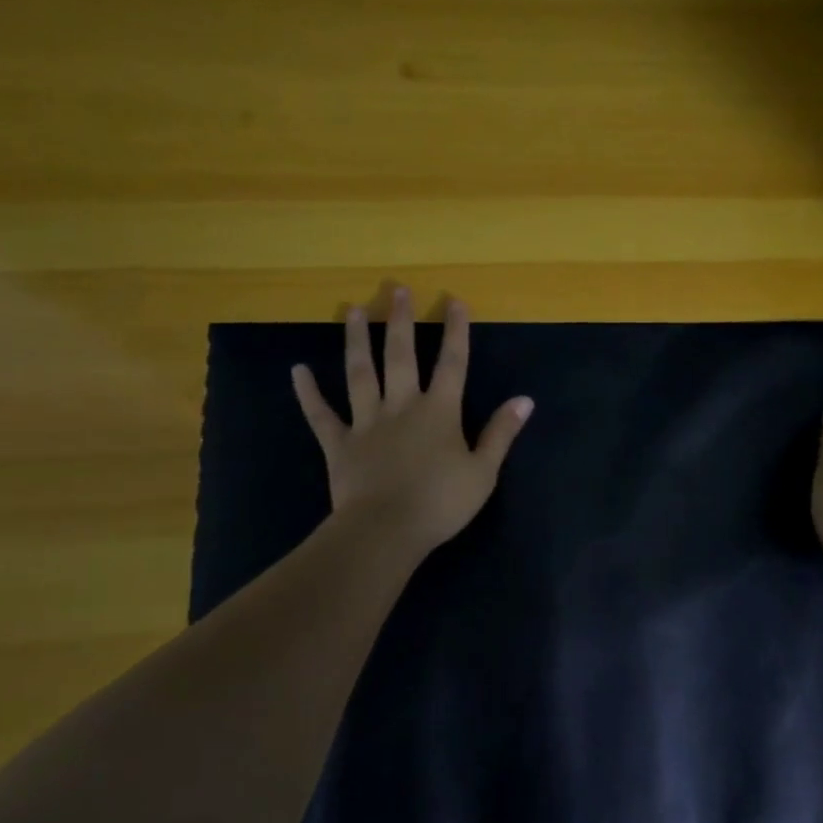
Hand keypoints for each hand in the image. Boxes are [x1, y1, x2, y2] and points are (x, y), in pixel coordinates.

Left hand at [292, 285, 533, 556]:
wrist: (386, 531)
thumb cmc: (440, 503)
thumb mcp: (483, 471)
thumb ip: (501, 433)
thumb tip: (525, 400)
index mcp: (439, 412)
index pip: (452, 363)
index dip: (456, 332)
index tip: (454, 301)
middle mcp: (402, 407)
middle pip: (401, 356)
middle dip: (401, 322)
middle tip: (396, 291)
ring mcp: (366, 423)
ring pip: (360, 374)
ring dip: (356, 341)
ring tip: (353, 311)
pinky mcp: (339, 444)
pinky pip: (321, 415)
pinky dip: (308, 393)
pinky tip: (298, 371)